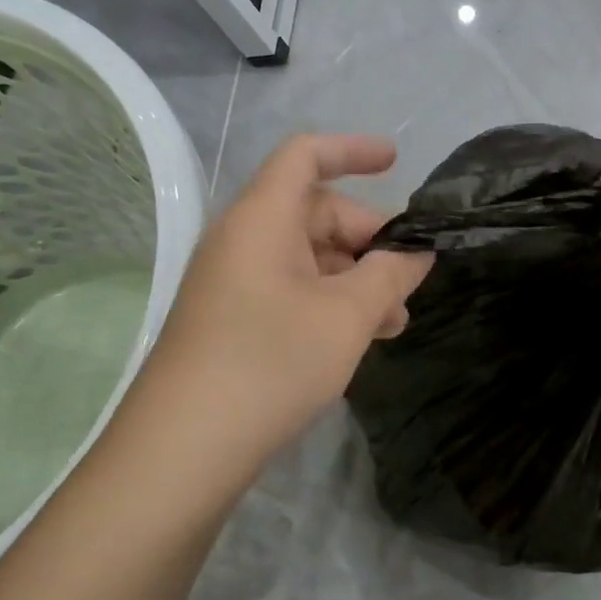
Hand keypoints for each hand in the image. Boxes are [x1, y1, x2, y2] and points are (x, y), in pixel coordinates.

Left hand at [123, 135, 433, 492]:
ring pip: (308, 259)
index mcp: (262, 218)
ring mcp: (234, 282)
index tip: (397, 162)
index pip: (306, 156)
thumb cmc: (270, 362)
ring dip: (356, 279)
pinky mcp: (232, 320)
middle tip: (410, 280)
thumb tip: (418, 252)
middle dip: (370, 239)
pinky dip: (330, 302)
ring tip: (395, 322)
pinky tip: (359, 339)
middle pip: (315, 212)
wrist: (183, 449)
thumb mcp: (347, 315)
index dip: (353, 151)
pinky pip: (291, 290)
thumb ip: (390, 273)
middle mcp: (243, 239)